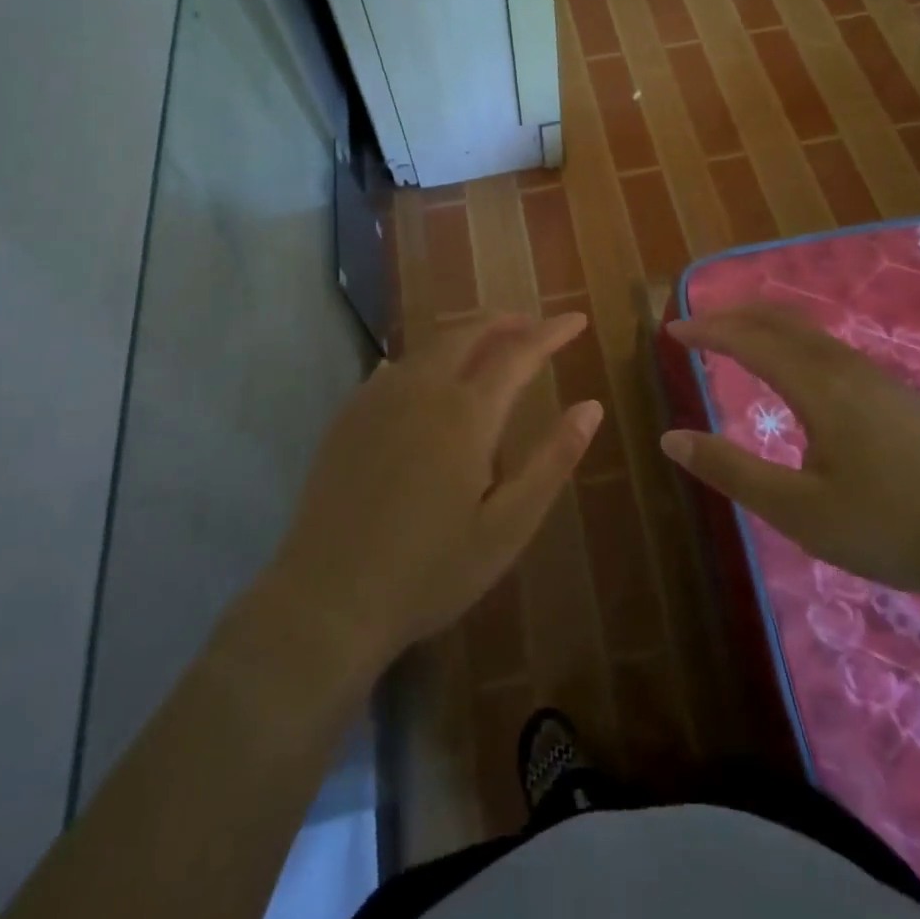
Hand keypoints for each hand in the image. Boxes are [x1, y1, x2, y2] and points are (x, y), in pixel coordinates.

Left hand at [270, 313, 601, 673]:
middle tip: (532, 324)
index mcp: (466, 413)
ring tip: (489, 345)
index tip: (576, 319)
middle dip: (506, 322)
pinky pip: (396, 367)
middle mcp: (421, 390)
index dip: (551, 333)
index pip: (518, 353)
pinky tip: (427, 375)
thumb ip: (552, 461)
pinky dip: (426, 358)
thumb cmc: (430, 571)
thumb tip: (591, 407)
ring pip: (430, 346)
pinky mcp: (348, 416)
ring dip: (466, 336)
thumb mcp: (508, 526)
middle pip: (468, 334)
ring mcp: (378, 399)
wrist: (328, 600)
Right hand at [663, 304, 919, 601]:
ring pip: (810, 331)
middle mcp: (846, 368)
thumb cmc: (893, 528)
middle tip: (697, 323)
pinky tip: (797, 369)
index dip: (707, 332)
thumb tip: (671, 438)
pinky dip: (793, 340)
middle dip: (734, 314)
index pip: (750, 341)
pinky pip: (830, 347)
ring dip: (765, 324)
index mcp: (819, 388)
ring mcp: (878, 379)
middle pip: (782, 321)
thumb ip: (733, 472)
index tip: (671, 332)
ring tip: (737, 336)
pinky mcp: (898, 396)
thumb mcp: (801, 512)